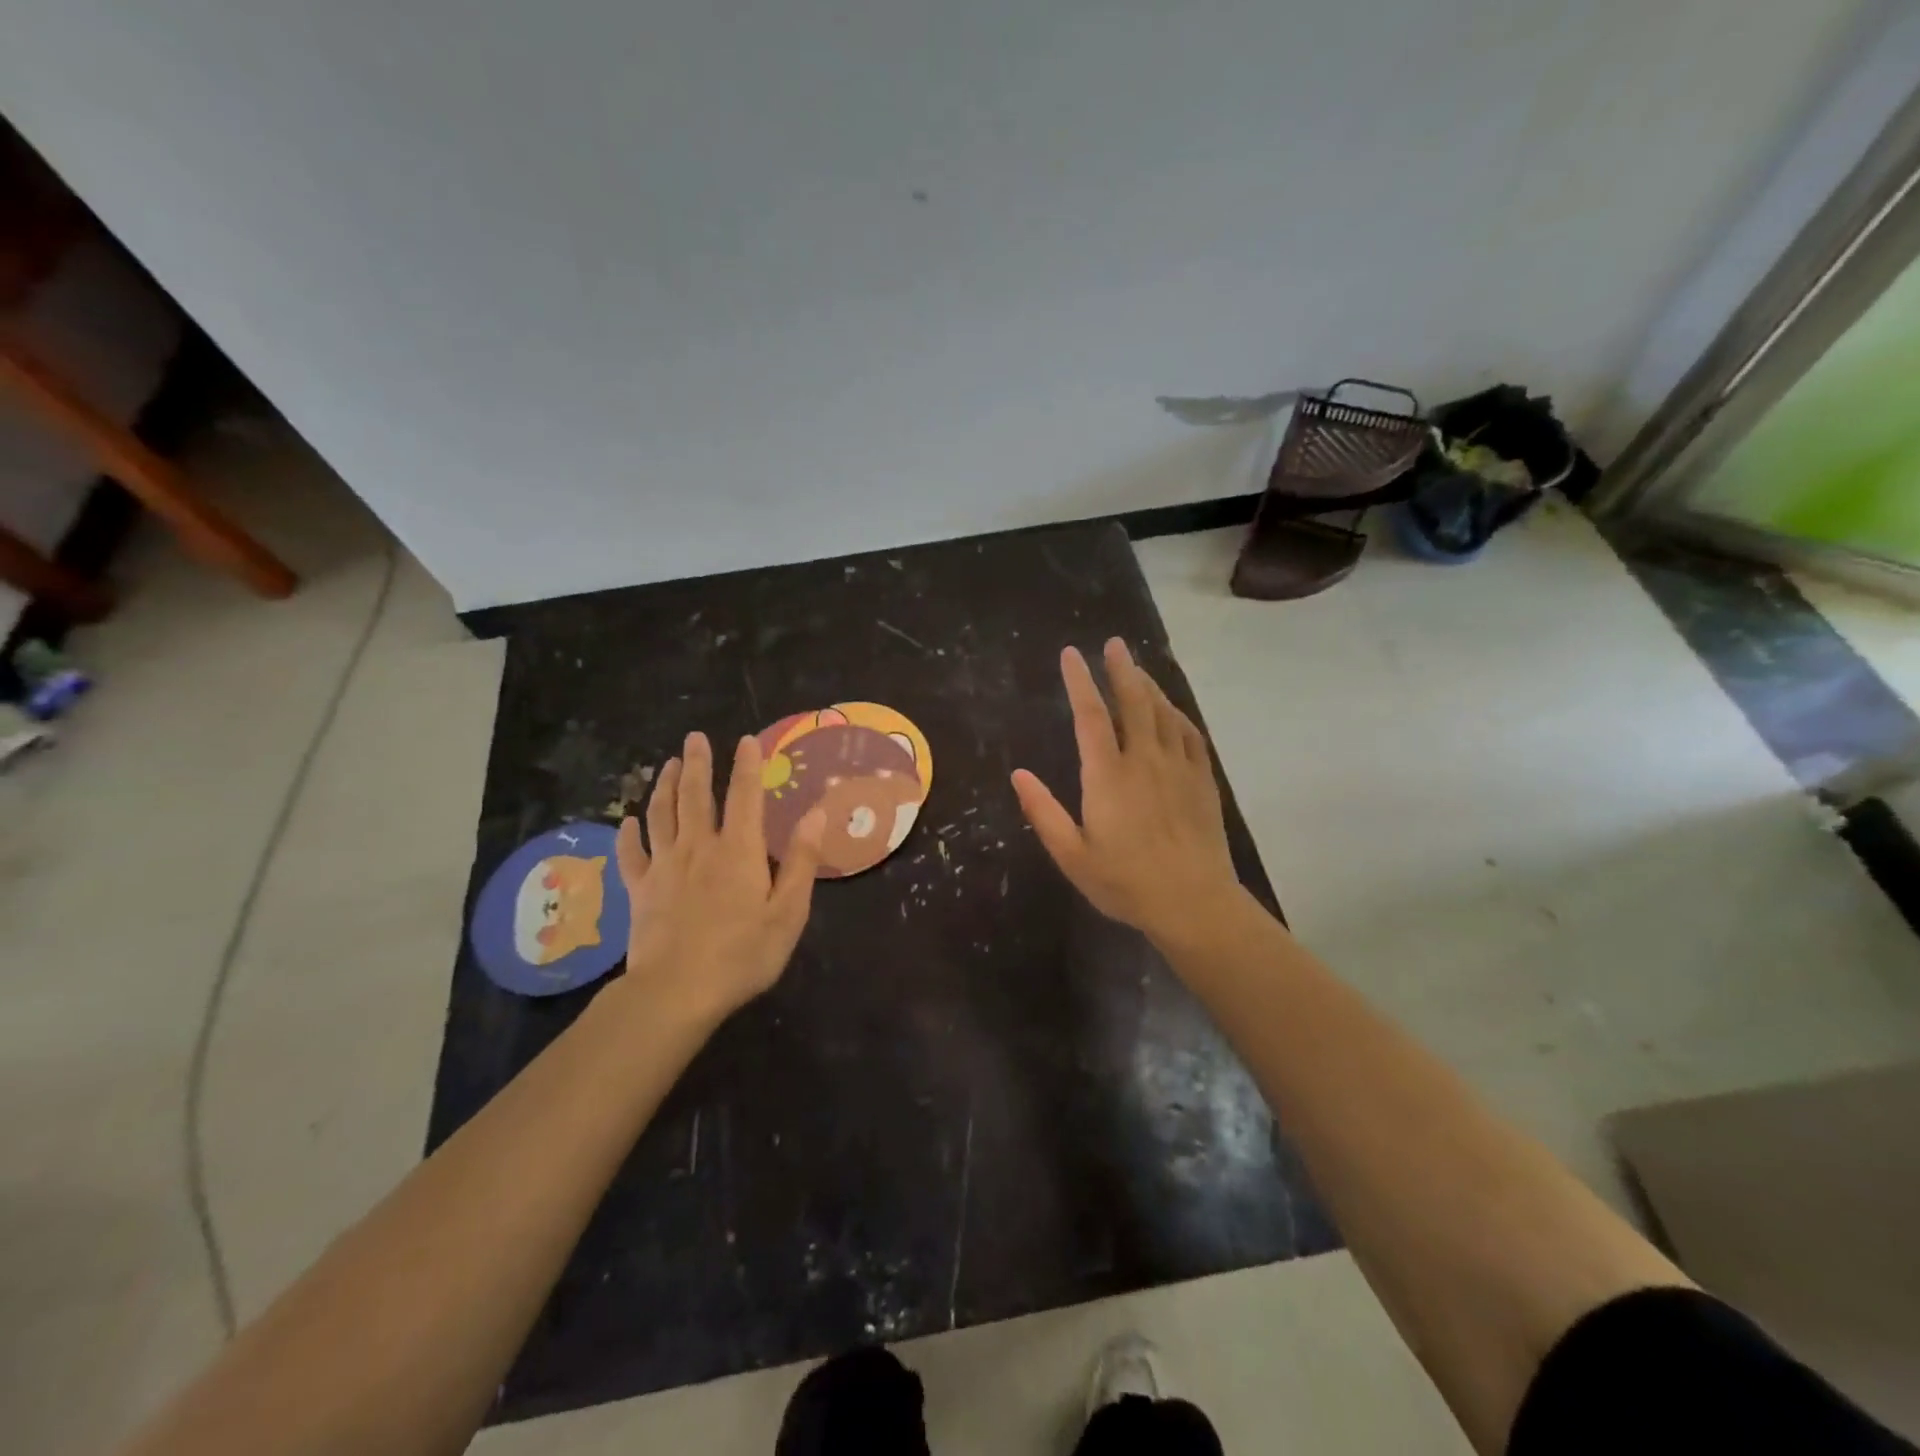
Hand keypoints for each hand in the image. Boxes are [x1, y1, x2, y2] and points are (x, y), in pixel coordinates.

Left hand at [613, 731, 824, 1026]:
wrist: (677, 992)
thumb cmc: (743, 954)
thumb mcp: (788, 912)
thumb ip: (802, 861)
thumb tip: (816, 814)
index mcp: (738, 850)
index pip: (745, 795)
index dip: (747, 765)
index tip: (746, 740)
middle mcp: (699, 847)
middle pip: (694, 795)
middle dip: (696, 763)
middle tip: (694, 737)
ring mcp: (664, 867)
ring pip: (661, 815)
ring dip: (663, 786)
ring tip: (666, 764)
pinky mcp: (640, 890)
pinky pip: (631, 854)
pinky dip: (628, 834)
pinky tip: (628, 822)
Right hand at [1012, 639, 1244, 946]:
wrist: (1194, 902)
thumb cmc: (1125, 882)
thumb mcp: (1072, 855)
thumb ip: (1043, 812)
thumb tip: (1018, 774)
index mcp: (1108, 775)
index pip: (1090, 716)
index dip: (1079, 682)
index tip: (1071, 655)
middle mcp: (1144, 760)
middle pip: (1133, 702)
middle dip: (1121, 669)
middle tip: (1113, 644)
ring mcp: (1178, 768)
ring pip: (1164, 713)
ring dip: (1148, 686)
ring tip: (1137, 668)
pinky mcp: (1203, 781)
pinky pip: (1191, 735)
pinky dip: (1178, 715)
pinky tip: (1172, 710)